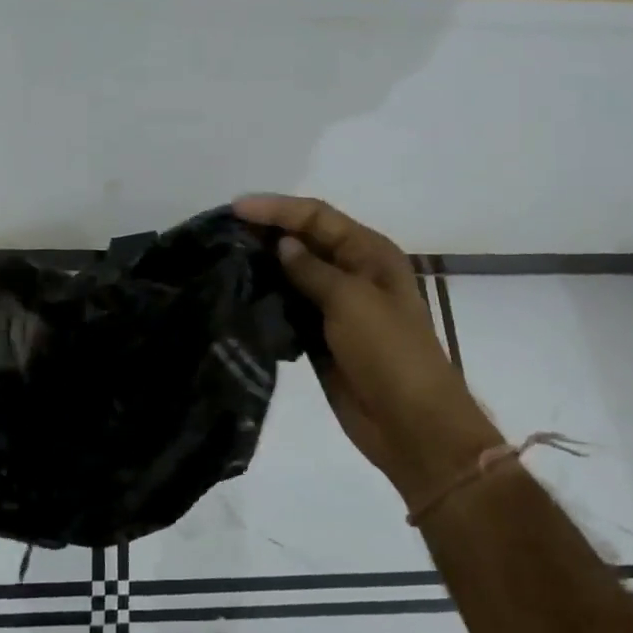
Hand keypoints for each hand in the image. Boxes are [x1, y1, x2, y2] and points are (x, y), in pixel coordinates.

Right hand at [234, 195, 498, 501]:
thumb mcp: (351, 300)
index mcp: (369, 253)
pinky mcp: (322, 338)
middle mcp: (353, 273)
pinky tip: (240, 295)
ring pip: (294, 275)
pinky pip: (291, 309)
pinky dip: (269, 300)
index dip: (277, 209)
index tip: (235, 209)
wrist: (409, 423)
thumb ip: (312, 270)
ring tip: (223, 258)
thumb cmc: (387, 351)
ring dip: (265, 266)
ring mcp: (337, 307)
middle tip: (223, 231)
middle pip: (305, 241)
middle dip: (267, 233)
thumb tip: (283, 245)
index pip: (317, 217)